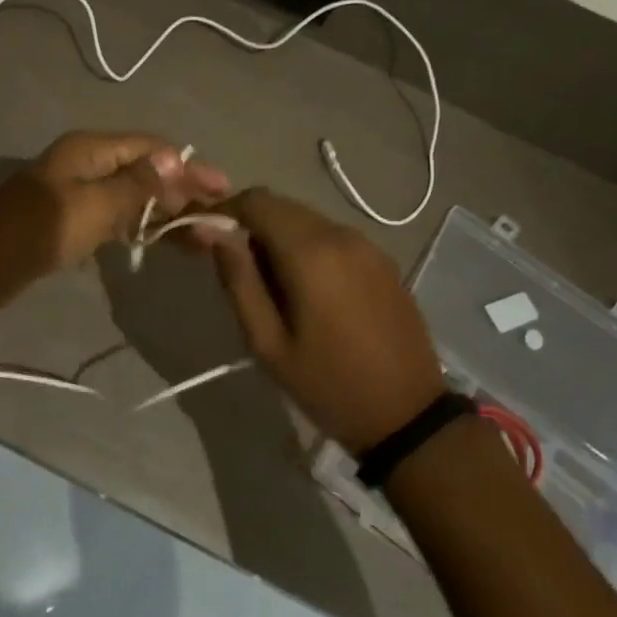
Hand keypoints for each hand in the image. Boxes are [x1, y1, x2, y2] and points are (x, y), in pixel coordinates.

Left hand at [0, 131, 229, 312]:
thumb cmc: (35, 232)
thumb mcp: (92, 207)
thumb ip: (136, 185)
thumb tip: (175, 159)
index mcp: (91, 150)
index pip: (152, 149)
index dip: (189, 167)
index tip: (224, 189)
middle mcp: (88, 164)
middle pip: (146, 172)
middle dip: (183, 194)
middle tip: (220, 221)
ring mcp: (79, 193)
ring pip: (135, 198)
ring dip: (167, 215)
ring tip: (203, 239)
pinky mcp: (72, 220)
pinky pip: (117, 218)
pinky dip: (142, 229)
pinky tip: (165, 243)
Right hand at [206, 189, 446, 451]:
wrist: (409, 415)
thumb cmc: (328, 384)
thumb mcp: (268, 343)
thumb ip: (238, 279)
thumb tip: (209, 230)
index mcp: (310, 252)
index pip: (256, 201)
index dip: (225, 210)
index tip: (207, 238)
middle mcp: (340, 234)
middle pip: (282, 206)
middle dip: (251, 226)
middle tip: (238, 270)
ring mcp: (367, 245)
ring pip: (307, 220)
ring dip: (280, 237)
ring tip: (273, 287)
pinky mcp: (382, 260)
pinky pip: (332, 237)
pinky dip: (309, 247)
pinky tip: (309, 290)